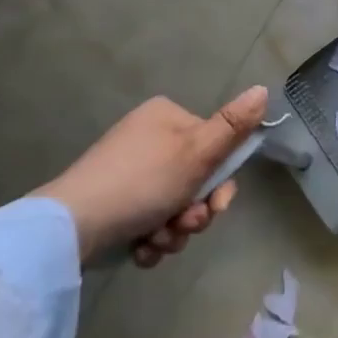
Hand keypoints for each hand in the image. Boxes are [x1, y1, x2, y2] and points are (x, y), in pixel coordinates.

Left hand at [32, 86, 267, 267]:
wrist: (74, 227)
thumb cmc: (143, 182)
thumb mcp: (197, 152)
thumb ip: (233, 125)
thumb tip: (264, 88)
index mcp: (167, 118)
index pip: (214, 147)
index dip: (221, 183)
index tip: (216, 205)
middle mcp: (148, 139)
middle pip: (196, 182)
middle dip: (194, 213)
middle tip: (183, 225)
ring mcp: (128, 173)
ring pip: (174, 208)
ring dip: (173, 231)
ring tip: (155, 239)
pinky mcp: (113, 205)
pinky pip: (148, 222)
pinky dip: (150, 239)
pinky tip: (140, 248)